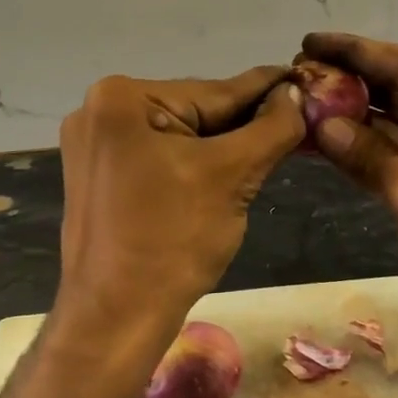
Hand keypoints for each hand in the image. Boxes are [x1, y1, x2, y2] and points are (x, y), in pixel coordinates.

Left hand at [55, 68, 303, 368]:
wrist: (114, 319)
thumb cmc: (172, 242)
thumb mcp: (232, 175)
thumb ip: (271, 127)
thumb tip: (294, 93)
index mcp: (122, 98)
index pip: (215, 91)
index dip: (267, 89)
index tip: (304, 78)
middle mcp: (99, 109)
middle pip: (195, 111)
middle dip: (243, 123)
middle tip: (296, 122)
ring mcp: (94, 144)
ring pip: (180, 135)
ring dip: (222, 144)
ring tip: (269, 147)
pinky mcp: (98, 174)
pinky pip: (160, 155)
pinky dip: (194, 162)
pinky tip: (226, 171)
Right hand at [302, 33, 397, 384]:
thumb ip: (368, 154)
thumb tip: (322, 124)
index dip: (356, 51)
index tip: (310, 42)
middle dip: (350, 80)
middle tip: (299, 72)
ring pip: (392, 124)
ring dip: (351, 116)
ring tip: (301, 102)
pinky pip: (392, 158)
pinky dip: (360, 151)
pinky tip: (322, 142)